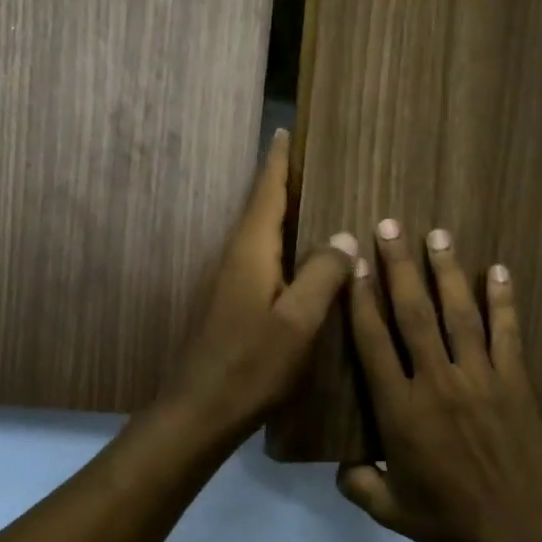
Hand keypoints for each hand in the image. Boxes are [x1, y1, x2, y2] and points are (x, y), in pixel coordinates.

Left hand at [161, 129, 357, 440]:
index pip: (266, 192)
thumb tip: (343, 237)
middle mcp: (234, 257)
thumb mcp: (298, 321)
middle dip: (282, 182)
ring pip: (259, 235)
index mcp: (250, 251)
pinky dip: (280, 246)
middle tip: (313, 163)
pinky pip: (259, 259)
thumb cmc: (251, 364)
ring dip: (281, 214)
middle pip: (259, 208)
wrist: (199, 411)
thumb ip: (322, 275)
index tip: (285, 130)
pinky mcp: (228, 303)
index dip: (277, 162)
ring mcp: (227, 281)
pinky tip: (298, 260)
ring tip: (313, 203)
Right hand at [336, 221, 541, 541]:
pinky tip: (497, 270)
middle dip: (399, 266)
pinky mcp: (517, 383)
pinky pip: (507, 333)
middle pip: (414, 313)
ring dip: (447, 271)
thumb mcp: (392, 512)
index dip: (362, 299)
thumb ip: (359, 483)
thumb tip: (339, 462)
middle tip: (390, 226)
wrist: (525, 538)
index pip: (374, 342)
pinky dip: (503, 300)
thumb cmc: (452, 524)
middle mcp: (437, 383)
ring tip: (437, 234)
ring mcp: (481, 378)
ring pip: (459, 313)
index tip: (355, 263)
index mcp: (401, 411)